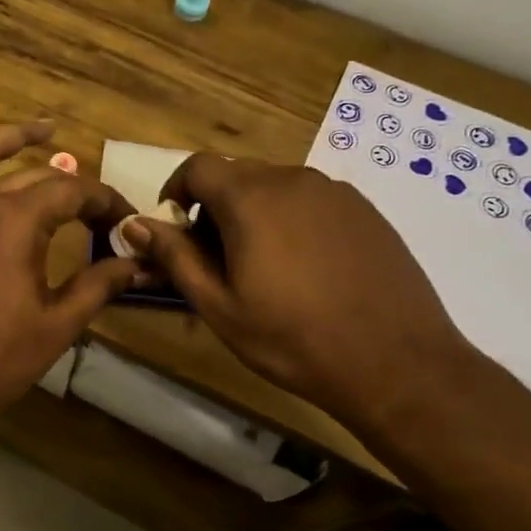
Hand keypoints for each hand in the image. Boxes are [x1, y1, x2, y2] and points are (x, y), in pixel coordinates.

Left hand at [0, 120, 142, 422]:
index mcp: (17, 221)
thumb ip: (98, 285)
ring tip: (43, 129)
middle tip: (94, 207)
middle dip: (70, 185)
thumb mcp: (57, 325)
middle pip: (32, 175)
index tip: (123, 218)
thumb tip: (136, 264)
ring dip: (12, 138)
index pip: (72, 192)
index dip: (103, 200)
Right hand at [123, 155, 475, 437]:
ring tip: (263, 268)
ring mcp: (336, 193)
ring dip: (255, 214)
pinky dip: (293, 222)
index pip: (198, 166)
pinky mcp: (366, 211)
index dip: (177, 190)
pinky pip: (312, 202)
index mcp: (251, 198)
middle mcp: (294, 180)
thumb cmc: (293, 340)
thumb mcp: (219, 306)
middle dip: (215, 208)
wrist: (397, 363)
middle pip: (238, 175)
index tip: (175, 228)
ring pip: (276, 188)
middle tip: (215, 260)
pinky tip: (306, 270)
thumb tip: (134, 224)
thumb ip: (175, 257)